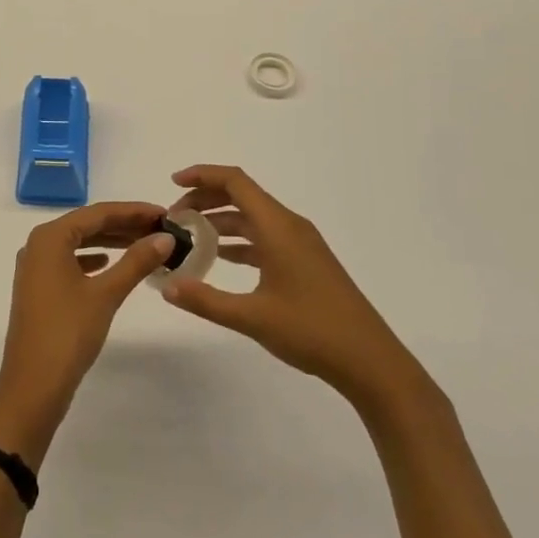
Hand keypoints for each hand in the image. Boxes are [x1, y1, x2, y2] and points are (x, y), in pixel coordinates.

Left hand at [0, 202, 175, 464]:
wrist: (32, 386)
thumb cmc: (68, 332)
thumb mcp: (106, 293)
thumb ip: (136, 261)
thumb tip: (165, 237)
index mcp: (50, 237)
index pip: (98, 213)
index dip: (133, 211)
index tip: (164, 213)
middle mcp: (38, 244)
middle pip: (87, 225)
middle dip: (123, 225)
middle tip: (159, 229)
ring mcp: (35, 267)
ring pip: (79, 243)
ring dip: (110, 242)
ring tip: (143, 245)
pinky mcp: (38, 288)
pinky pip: (70, 261)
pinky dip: (93, 259)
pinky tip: (108, 264)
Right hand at [158, 165, 436, 417]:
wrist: (371, 362)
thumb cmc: (312, 331)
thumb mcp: (252, 318)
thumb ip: (206, 300)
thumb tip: (167, 287)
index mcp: (277, 226)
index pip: (235, 181)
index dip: (202, 175)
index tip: (173, 184)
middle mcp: (289, 226)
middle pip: (241, 196)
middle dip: (205, 200)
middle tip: (174, 219)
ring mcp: (300, 244)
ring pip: (252, 218)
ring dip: (220, 222)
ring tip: (189, 238)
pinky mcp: (305, 262)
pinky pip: (264, 238)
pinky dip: (239, 241)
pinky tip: (220, 258)